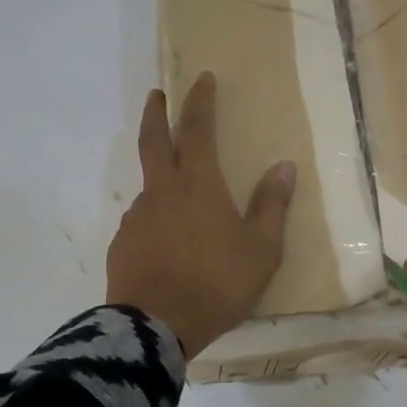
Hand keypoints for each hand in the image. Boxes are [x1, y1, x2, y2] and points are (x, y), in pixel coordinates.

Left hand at [106, 73, 295, 356]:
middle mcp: (162, 191)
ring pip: (149, 184)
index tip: (202, 79)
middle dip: (157, 112)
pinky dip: (155, 217)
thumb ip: (271, 206)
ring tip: (181, 200)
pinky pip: (142, 219)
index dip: (200, 101)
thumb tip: (284, 167)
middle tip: (157, 94)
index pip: (197, 129)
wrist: (155, 327)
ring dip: (160, 176)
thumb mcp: (261, 250)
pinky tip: (166, 241)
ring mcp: (137, 216)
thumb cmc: (216, 284)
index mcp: (198, 185)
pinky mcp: (122, 243)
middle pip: (154, 140)